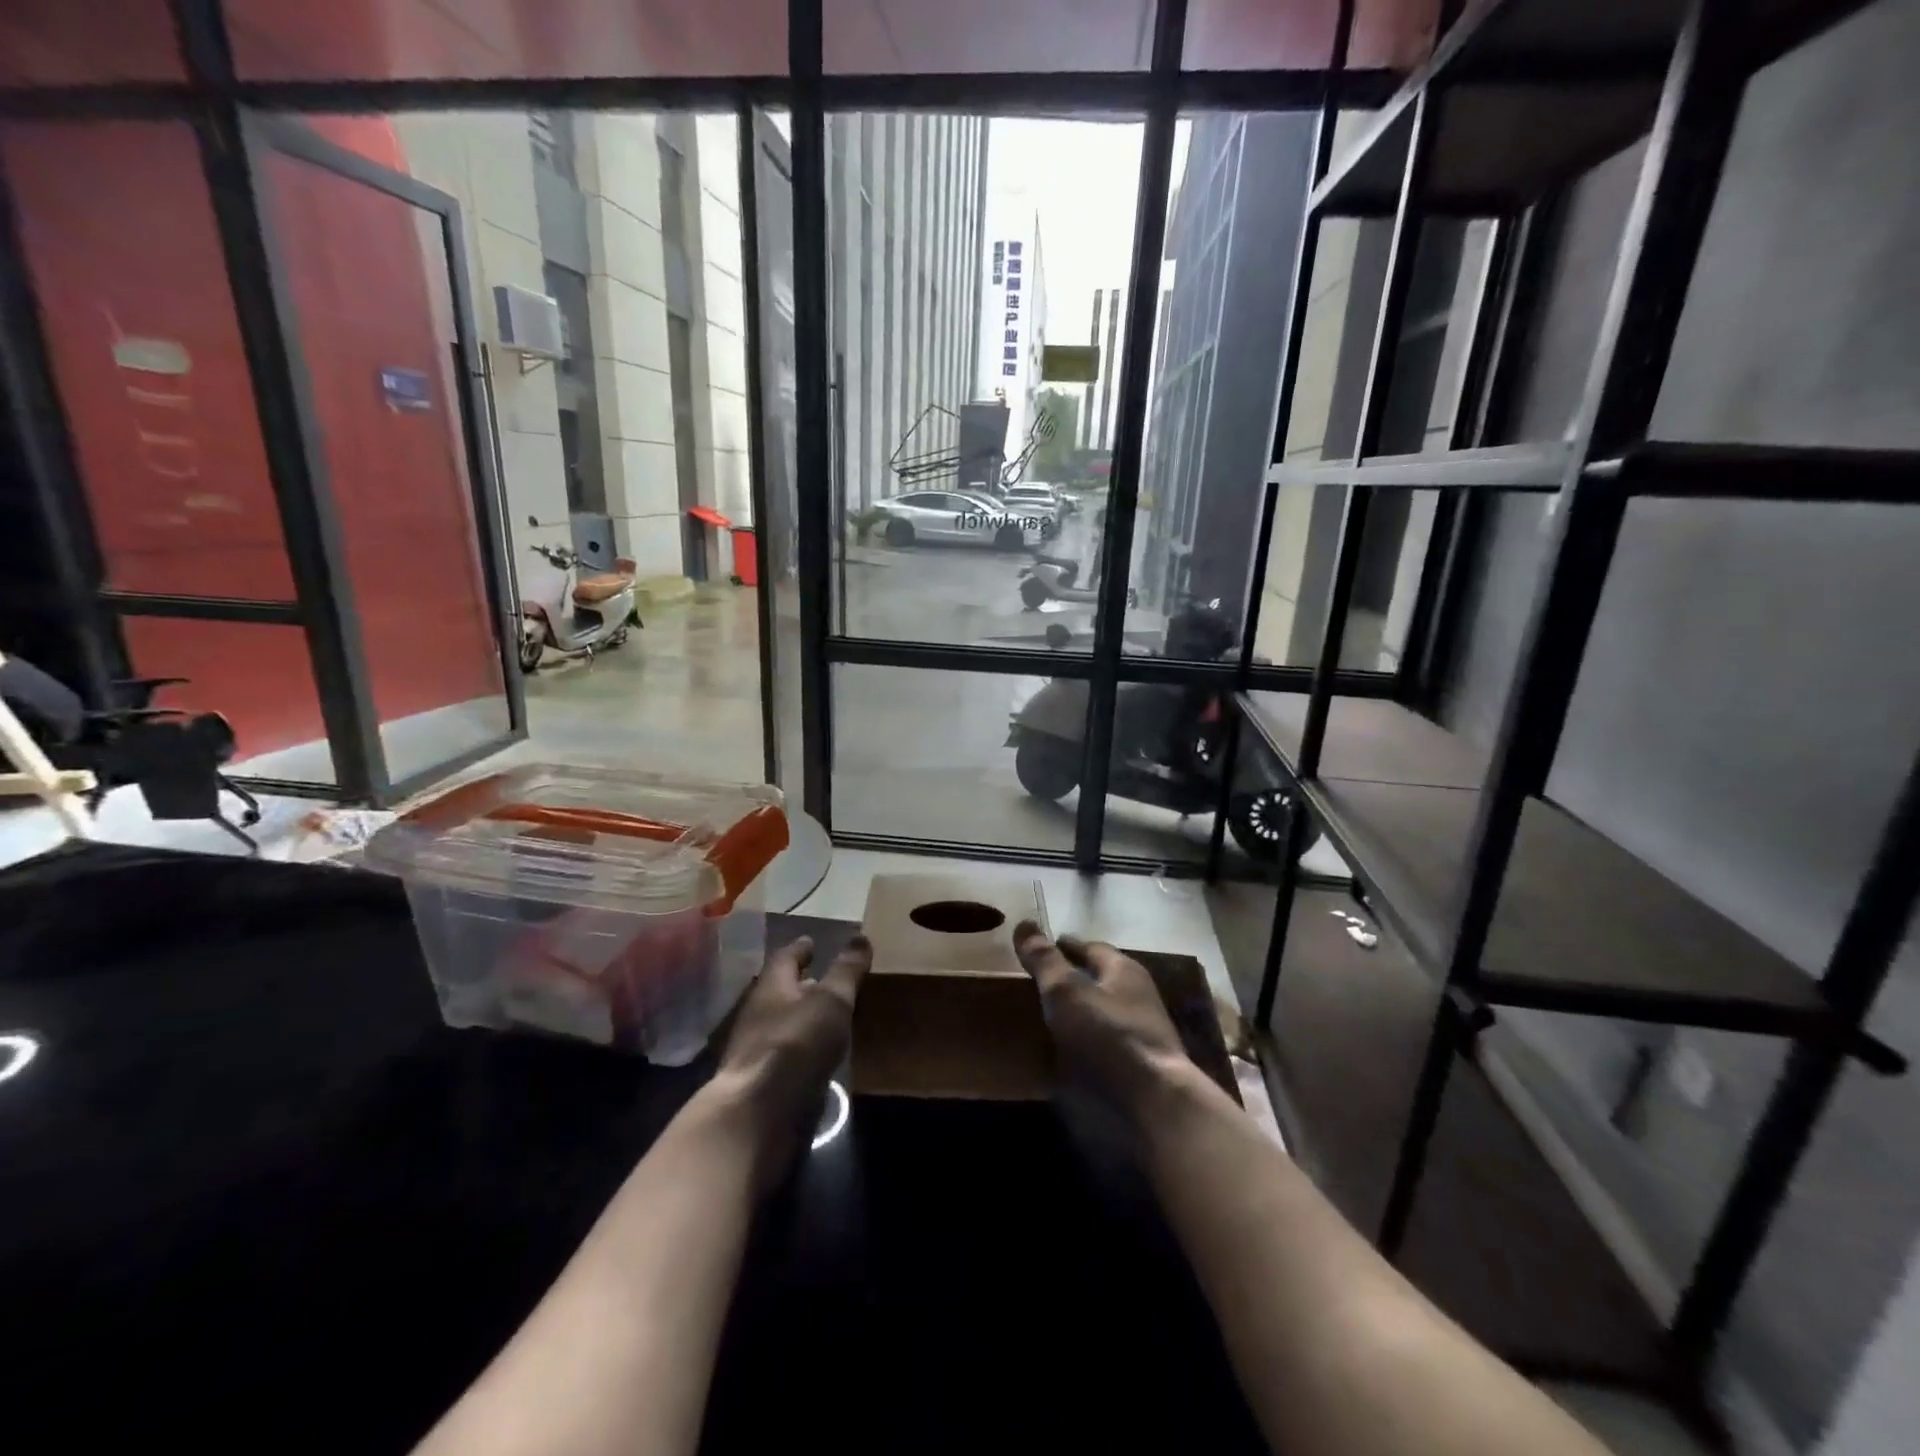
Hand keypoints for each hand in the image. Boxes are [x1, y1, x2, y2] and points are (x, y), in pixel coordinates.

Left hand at [710, 934, 869, 1190]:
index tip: (811, 941)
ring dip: (804, 1018)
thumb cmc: (794, 1044)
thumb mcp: (830, 1001)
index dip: (800, 949)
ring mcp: (758, 1053)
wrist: (756, 1116)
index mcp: (771, 988)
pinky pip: (789, 1057)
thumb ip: (846, 971)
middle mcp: (759, 1015)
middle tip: (827, 978)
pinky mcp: (764, 1085)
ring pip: (784, 1025)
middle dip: (802, 984)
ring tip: (830, 1016)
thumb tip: (860, 936)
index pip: (785, 958)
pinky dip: (805, 1050)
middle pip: (781, 992)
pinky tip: (822, 1056)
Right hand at [1013, 921, 1189, 1123]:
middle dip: (1075, 978)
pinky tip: (1070, 1053)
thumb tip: (1024, 923)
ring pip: (1105, 1012)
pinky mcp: (1140, 1066)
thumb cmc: (1108, 1035)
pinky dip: (1088, 1042)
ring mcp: (1142, 1033)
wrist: (1154, 1104)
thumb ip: (1045, 961)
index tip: (1044, 947)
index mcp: (1124, 970)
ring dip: (1082, 1012)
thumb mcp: (1067, 992)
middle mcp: (1138, 996)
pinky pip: (1107, 1043)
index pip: (1091, 947)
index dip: (1066, 946)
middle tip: (1042, 981)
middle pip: (1101, 979)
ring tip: (1050, 1018)